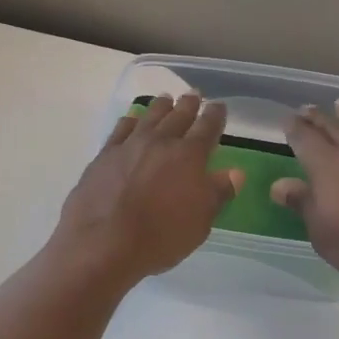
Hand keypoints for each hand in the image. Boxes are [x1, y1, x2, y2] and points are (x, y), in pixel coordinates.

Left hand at [54, 93, 243, 285]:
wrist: (103, 243)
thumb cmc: (160, 237)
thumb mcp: (199, 223)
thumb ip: (217, 194)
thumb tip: (235, 173)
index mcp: (189, 156)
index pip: (207, 128)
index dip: (215, 116)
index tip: (219, 106)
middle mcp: (160, 142)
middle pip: (178, 116)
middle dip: (188, 104)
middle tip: (194, 95)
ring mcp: (129, 145)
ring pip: (149, 116)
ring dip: (160, 107)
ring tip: (166, 99)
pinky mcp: (104, 156)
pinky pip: (120, 129)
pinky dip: (129, 121)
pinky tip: (131, 119)